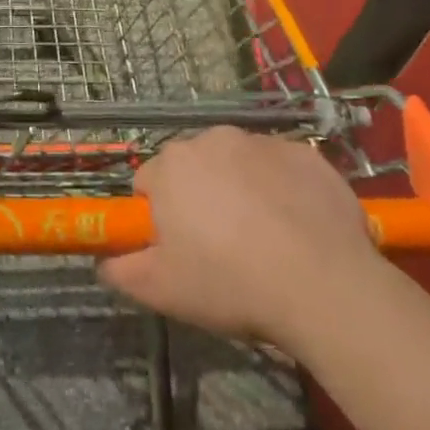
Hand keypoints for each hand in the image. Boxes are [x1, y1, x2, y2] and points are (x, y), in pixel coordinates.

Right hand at [98, 127, 383, 348]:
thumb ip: (121, 270)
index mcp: (172, 164)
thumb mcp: (161, 290)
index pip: (149, 183)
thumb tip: (106, 262)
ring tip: (265, 240)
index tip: (179, 249)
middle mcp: (213, 139)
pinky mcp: (306, 154)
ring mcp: (263, 142)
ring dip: (241, 190)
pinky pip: (282, 169)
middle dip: (200, 198)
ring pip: (239, 165)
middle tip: (221, 248)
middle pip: (194, 168)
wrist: (323, 285)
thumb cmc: (230, 283)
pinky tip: (298, 228)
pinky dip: (282, 190)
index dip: (160, 218)